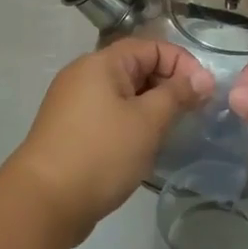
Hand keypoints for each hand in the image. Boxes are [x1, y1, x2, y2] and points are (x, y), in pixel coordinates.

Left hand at [8, 40, 213, 243]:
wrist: (43, 202)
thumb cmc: (101, 153)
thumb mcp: (147, 121)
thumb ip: (177, 95)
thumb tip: (202, 78)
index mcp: (101, 63)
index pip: (151, 47)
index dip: (182, 64)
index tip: (204, 93)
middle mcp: (84, 75)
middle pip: (136, 67)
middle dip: (168, 86)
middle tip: (192, 114)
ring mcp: (73, 103)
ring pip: (123, 94)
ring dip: (151, 107)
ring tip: (172, 132)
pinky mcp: (70, 130)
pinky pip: (109, 114)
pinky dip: (131, 123)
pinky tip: (144, 147)